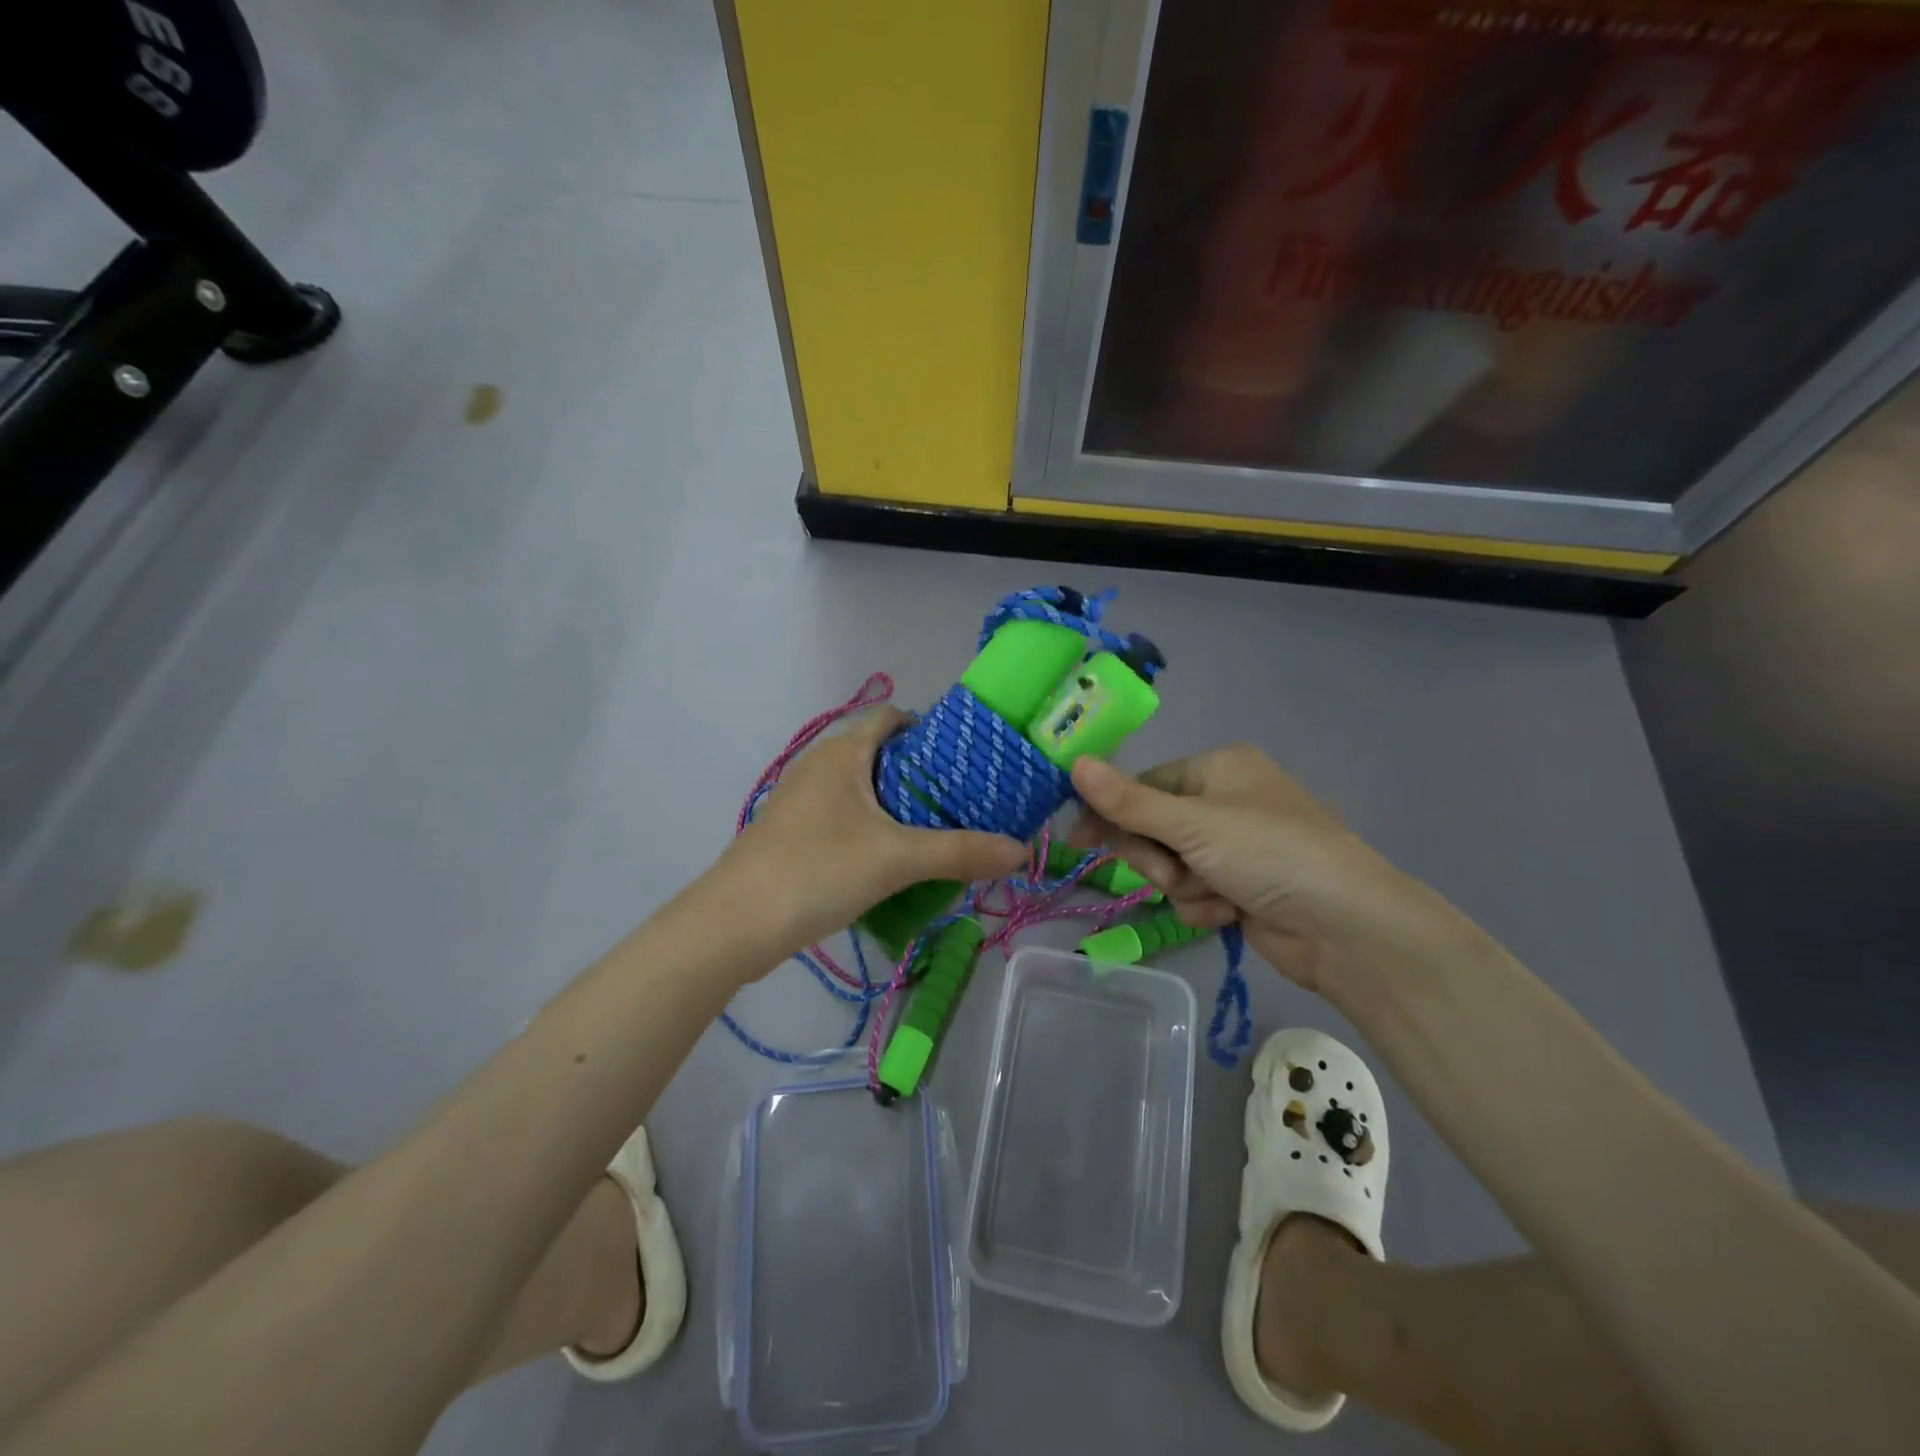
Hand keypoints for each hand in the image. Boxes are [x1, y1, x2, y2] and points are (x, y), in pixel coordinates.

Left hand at [718, 707, 1027, 955]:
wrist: (734, 925)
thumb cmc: (817, 870)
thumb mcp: (898, 859)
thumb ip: (961, 852)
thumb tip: (1021, 850)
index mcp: (842, 753)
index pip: (890, 716)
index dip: (929, 728)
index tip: (967, 757)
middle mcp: (819, 766)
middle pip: (880, 754)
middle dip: (921, 773)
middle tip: (965, 800)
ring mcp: (801, 801)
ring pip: (861, 790)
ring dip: (897, 805)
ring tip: (939, 830)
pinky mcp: (793, 834)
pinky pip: (844, 818)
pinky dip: (873, 828)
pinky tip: (895, 860)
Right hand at [1068, 746, 1495, 1002]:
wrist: (1345, 926)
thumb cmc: (1267, 853)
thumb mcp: (1190, 823)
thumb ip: (1128, 800)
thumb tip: (1074, 762)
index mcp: (1218, 768)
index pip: (1144, 785)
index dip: (1111, 812)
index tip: (1078, 840)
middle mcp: (1226, 801)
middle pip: (1154, 827)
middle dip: (1158, 857)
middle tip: (1171, 872)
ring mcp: (1236, 847)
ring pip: (1171, 866)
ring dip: (1184, 886)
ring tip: (1216, 895)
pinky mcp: (1242, 887)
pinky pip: (1196, 893)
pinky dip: (1206, 906)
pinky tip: (1232, 913)